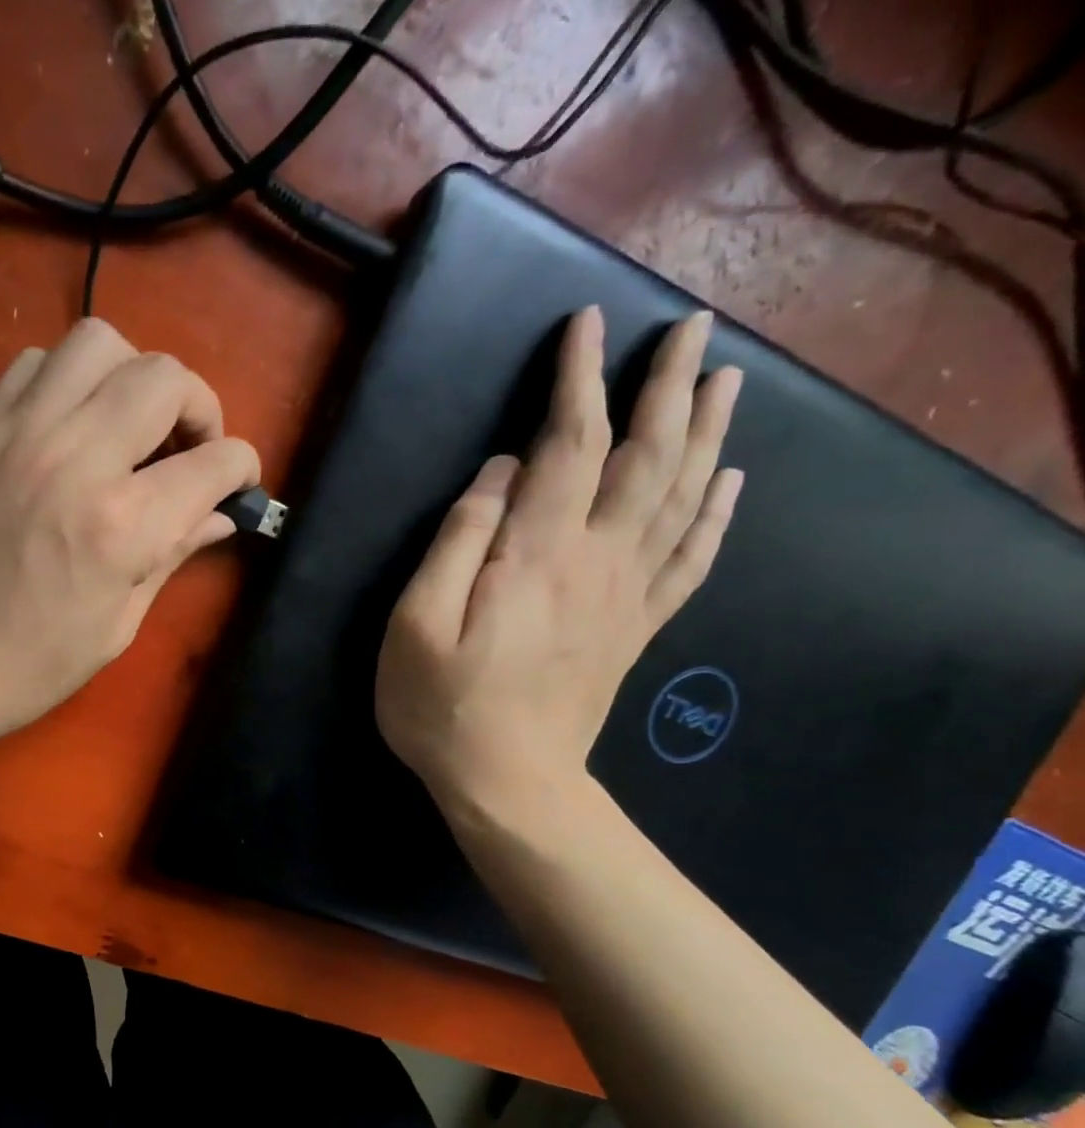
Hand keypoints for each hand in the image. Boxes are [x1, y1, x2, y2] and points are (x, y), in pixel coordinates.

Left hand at [0, 319, 259, 758]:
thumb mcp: (114, 627)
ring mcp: (19, 433)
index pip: (214, 462)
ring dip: (133, 376)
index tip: (235, 488)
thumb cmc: (25, 667)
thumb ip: (171, 557)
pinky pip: (36, 363)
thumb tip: (218, 517)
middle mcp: (75, 458)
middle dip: (198, 408)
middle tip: (188, 451)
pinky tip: (70, 427)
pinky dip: (70, 380)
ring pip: (99, 341)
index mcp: (121, 525)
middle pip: (165, 377)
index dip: (241, 470)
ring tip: (130, 426)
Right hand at [376, 306, 743, 823]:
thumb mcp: (417, 624)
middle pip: (646, 457)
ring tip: (727, 381)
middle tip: (691, 328)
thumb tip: (498, 474)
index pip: (569, 445)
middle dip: (668, 386)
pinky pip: (689, 561)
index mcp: (537, 554)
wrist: (509, 783)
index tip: (586, 324)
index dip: (578, 380)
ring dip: (707, 433)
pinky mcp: (635, 628)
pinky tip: (730, 483)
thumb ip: (457, 542)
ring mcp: (626, 595)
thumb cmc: (442, 707)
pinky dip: (715, 515)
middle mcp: (597, 560)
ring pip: (680, 497)